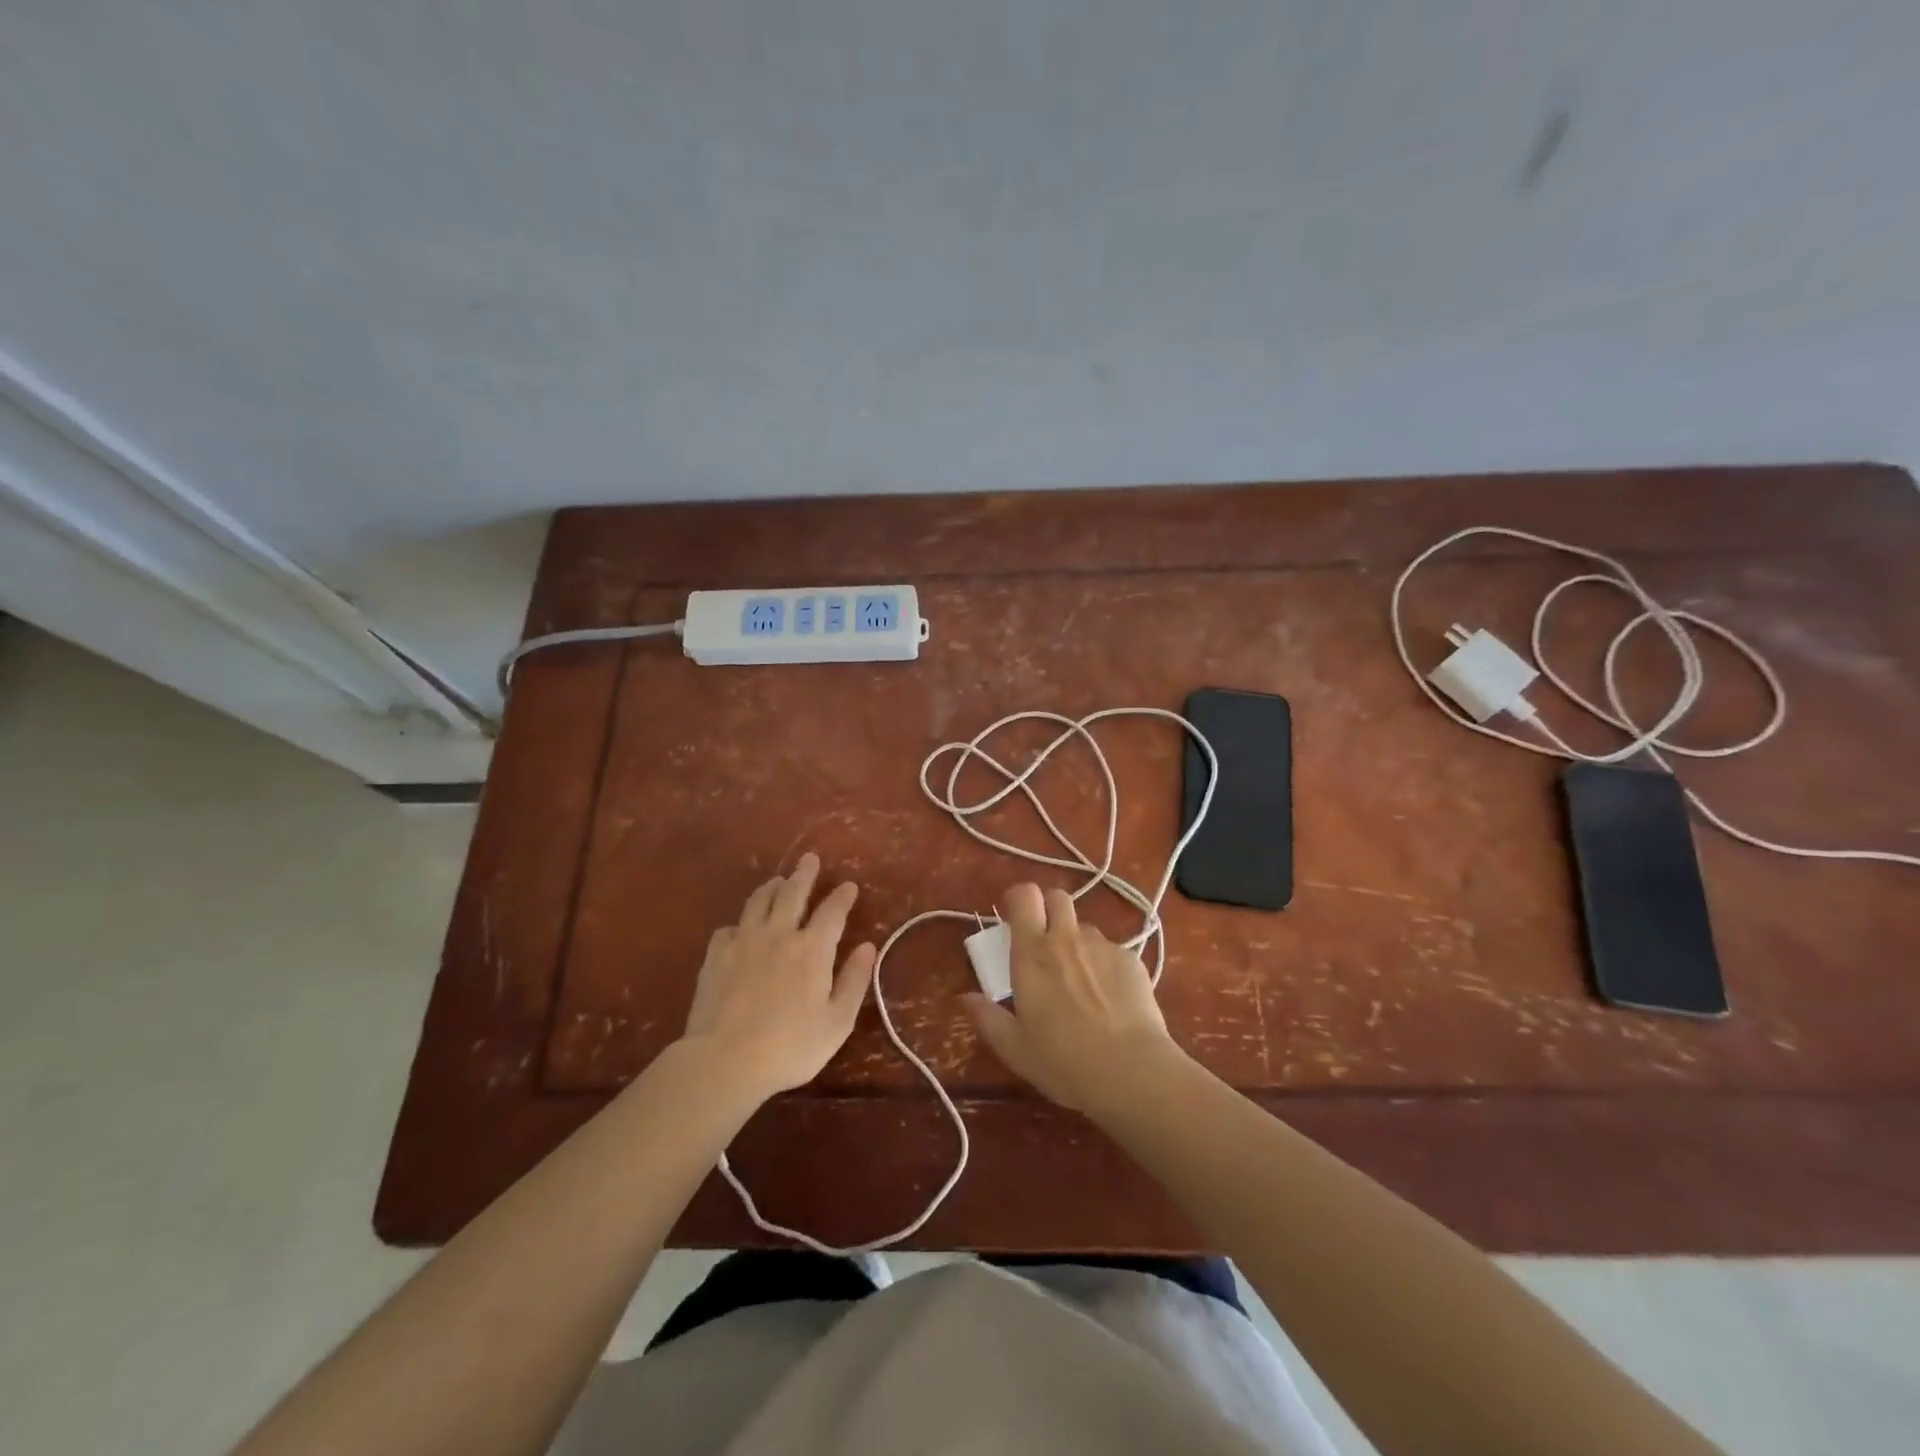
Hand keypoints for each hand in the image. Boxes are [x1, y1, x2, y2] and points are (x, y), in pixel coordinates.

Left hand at [680, 853, 877, 1099]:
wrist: (725, 1060)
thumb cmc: (790, 1046)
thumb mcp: (837, 1021)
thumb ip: (854, 981)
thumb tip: (867, 947)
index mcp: (813, 949)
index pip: (832, 911)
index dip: (842, 896)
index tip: (849, 886)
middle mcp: (779, 934)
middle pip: (793, 893)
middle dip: (804, 874)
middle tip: (810, 859)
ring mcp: (744, 941)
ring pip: (759, 902)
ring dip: (772, 887)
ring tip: (777, 881)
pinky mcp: (716, 956)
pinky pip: (729, 927)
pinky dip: (740, 923)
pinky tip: (740, 928)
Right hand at [963, 883, 1187, 1115]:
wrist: (1130, 1071)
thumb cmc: (1062, 1060)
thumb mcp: (1014, 1047)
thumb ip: (986, 1017)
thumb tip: (965, 997)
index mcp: (1032, 953)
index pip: (1024, 896)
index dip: (1018, 899)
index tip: (1014, 918)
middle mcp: (1067, 938)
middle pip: (1057, 897)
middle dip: (1049, 909)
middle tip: (1045, 942)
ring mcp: (1103, 946)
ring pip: (1085, 928)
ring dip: (1077, 943)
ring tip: (1081, 982)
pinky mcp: (1132, 960)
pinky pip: (1112, 951)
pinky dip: (1105, 966)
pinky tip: (1111, 999)